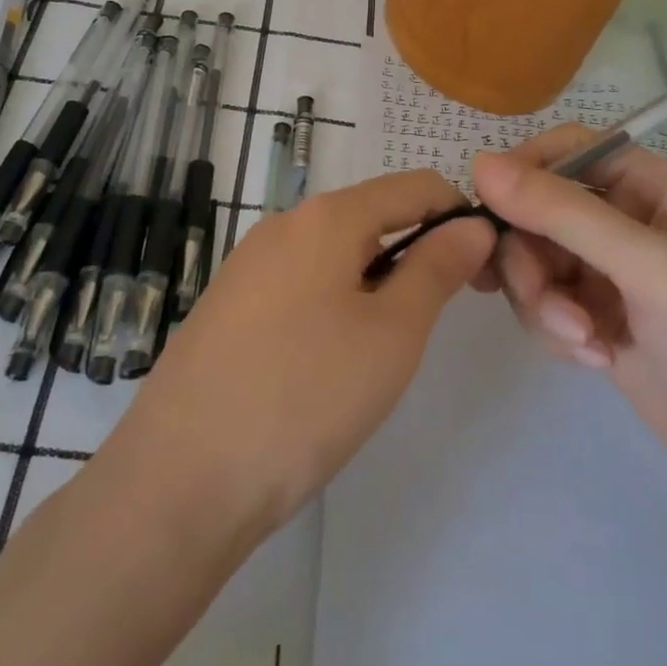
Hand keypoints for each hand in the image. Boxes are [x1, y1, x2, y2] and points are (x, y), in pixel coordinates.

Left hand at [101, 169, 496, 541]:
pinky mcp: (228, 304)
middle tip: (438, 320)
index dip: (460, 217)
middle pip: (372, 216)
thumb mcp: (392, 334)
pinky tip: (329, 363)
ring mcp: (248, 264)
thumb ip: (437, 269)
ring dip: (376, 283)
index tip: (485, 271)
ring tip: (383, 351)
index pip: (415, 186)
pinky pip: (300, 284)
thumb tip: (472, 225)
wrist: (181, 478)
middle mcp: (283, 224)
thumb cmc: (304, 397)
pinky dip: (335, 303)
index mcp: (326, 216)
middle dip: (417, 253)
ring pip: (336, 254)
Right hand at [470, 128, 666, 525]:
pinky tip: (594, 360)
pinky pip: (544, 303)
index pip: (568, 150)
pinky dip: (555, 329)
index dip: (525, 169)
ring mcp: (608, 276)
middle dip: (532, 257)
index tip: (490, 207)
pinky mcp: (596, 321)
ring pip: (533, 261)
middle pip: (539, 211)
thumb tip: (479, 162)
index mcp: (650, 189)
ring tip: (582, 341)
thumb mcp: (646, 265)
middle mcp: (625, 224)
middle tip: (545, 300)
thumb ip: (561, 212)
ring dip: (543, 300)